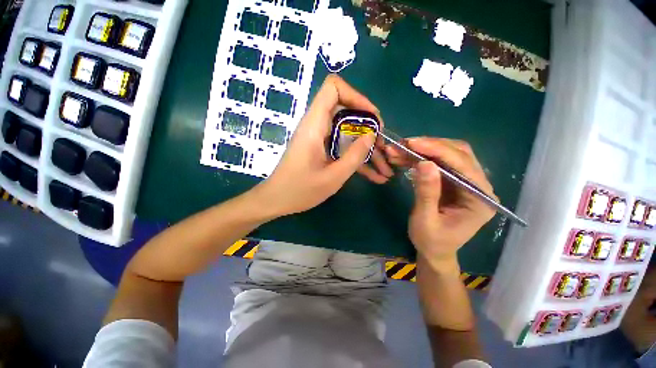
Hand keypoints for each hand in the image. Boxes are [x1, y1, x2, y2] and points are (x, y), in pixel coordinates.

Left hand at [253, 75, 389, 216]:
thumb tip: (371, 135)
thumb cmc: (300, 191)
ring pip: (348, 133)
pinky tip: (375, 177)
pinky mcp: (321, 150)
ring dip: (366, 149)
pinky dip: (357, 159)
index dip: (356, 97)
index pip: (333, 88)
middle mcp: (316, 126)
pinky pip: (342, 148)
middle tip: (382, 146)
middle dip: (368, 128)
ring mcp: (319, 139)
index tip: (372, 118)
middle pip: (346, 112)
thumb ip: (354, 155)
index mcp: (314, 125)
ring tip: (385, 168)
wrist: (277, 201)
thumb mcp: (332, 177)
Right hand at [385, 138, 495, 269]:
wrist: (434, 251)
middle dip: (429, 146)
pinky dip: (420, 157)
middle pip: (458, 154)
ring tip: (399, 149)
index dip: (437, 150)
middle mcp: (478, 186)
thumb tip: (424, 163)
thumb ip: (427, 193)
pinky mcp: (453, 181)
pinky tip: (404, 157)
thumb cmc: (432, 241)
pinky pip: (438, 162)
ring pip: (447, 154)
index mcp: (480, 199)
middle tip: (404, 144)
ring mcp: (466, 182)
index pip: (462, 165)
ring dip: (423, 150)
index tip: (412, 143)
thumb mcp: (425, 220)